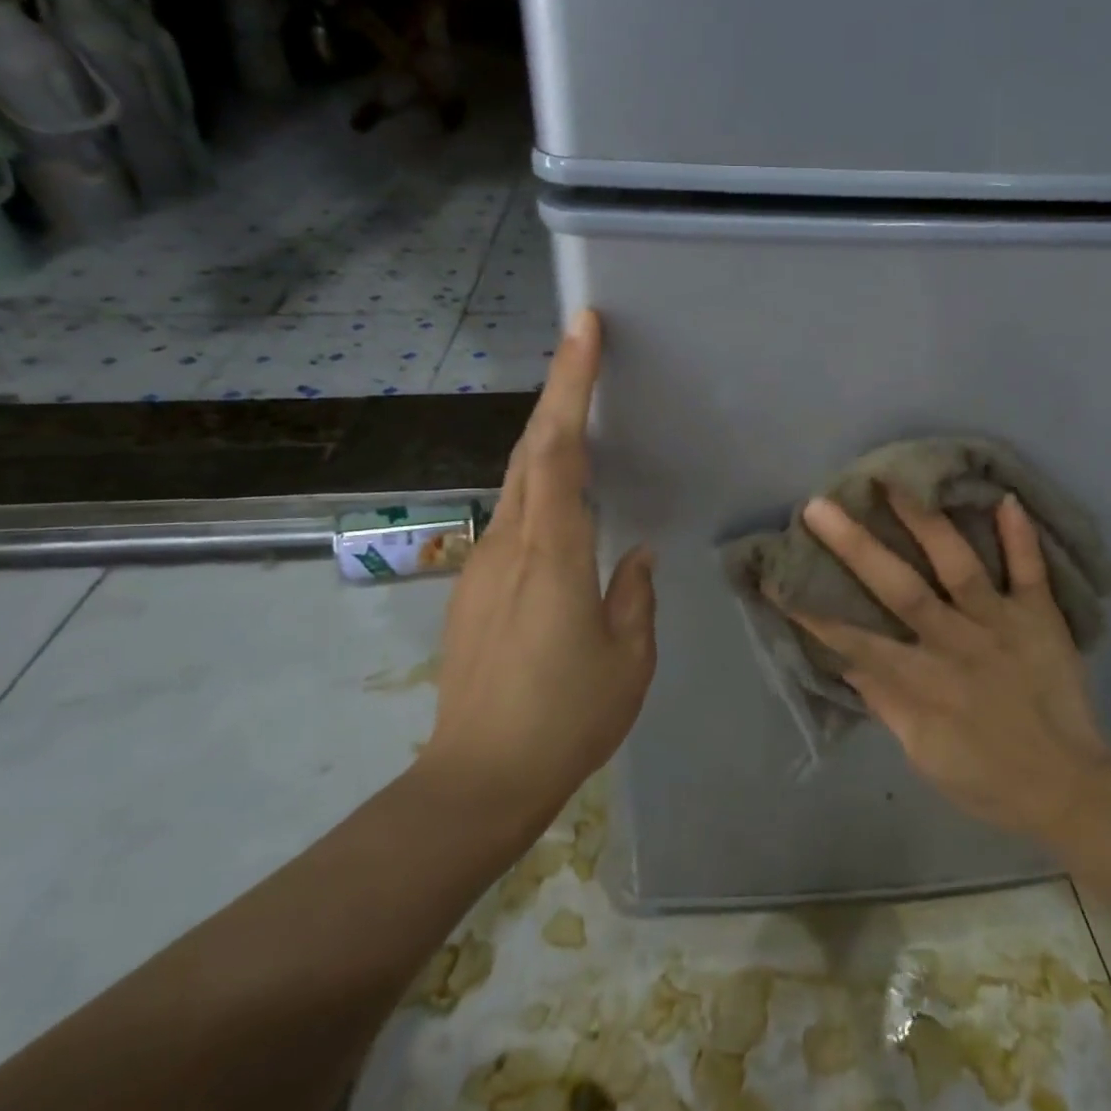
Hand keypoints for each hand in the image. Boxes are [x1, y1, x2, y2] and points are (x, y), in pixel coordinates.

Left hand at [418, 309, 655, 821]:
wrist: (476, 780)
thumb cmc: (565, 719)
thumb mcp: (628, 659)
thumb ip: (634, 595)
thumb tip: (636, 554)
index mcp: (553, 553)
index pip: (559, 449)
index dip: (570, 384)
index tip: (582, 330)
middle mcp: (510, 543)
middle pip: (530, 448)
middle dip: (557, 388)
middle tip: (583, 342)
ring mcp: (484, 563)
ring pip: (517, 478)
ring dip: (546, 434)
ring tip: (579, 405)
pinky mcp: (474, 585)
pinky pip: (513, 515)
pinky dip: (538, 483)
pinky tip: (562, 494)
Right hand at [776, 488, 1110, 848]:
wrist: (1071, 790)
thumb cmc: (987, 779)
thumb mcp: (922, 753)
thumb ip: (885, 702)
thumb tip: (847, 660)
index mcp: (923, 681)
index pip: (856, 641)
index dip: (813, 612)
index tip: (777, 577)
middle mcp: (957, 643)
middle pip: (901, 589)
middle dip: (856, 547)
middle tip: (819, 507)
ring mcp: (1001, 625)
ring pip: (959, 566)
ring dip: (927, 522)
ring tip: (898, 480)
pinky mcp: (1040, 620)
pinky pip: (1032, 572)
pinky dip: (1021, 537)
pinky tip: (1005, 497)